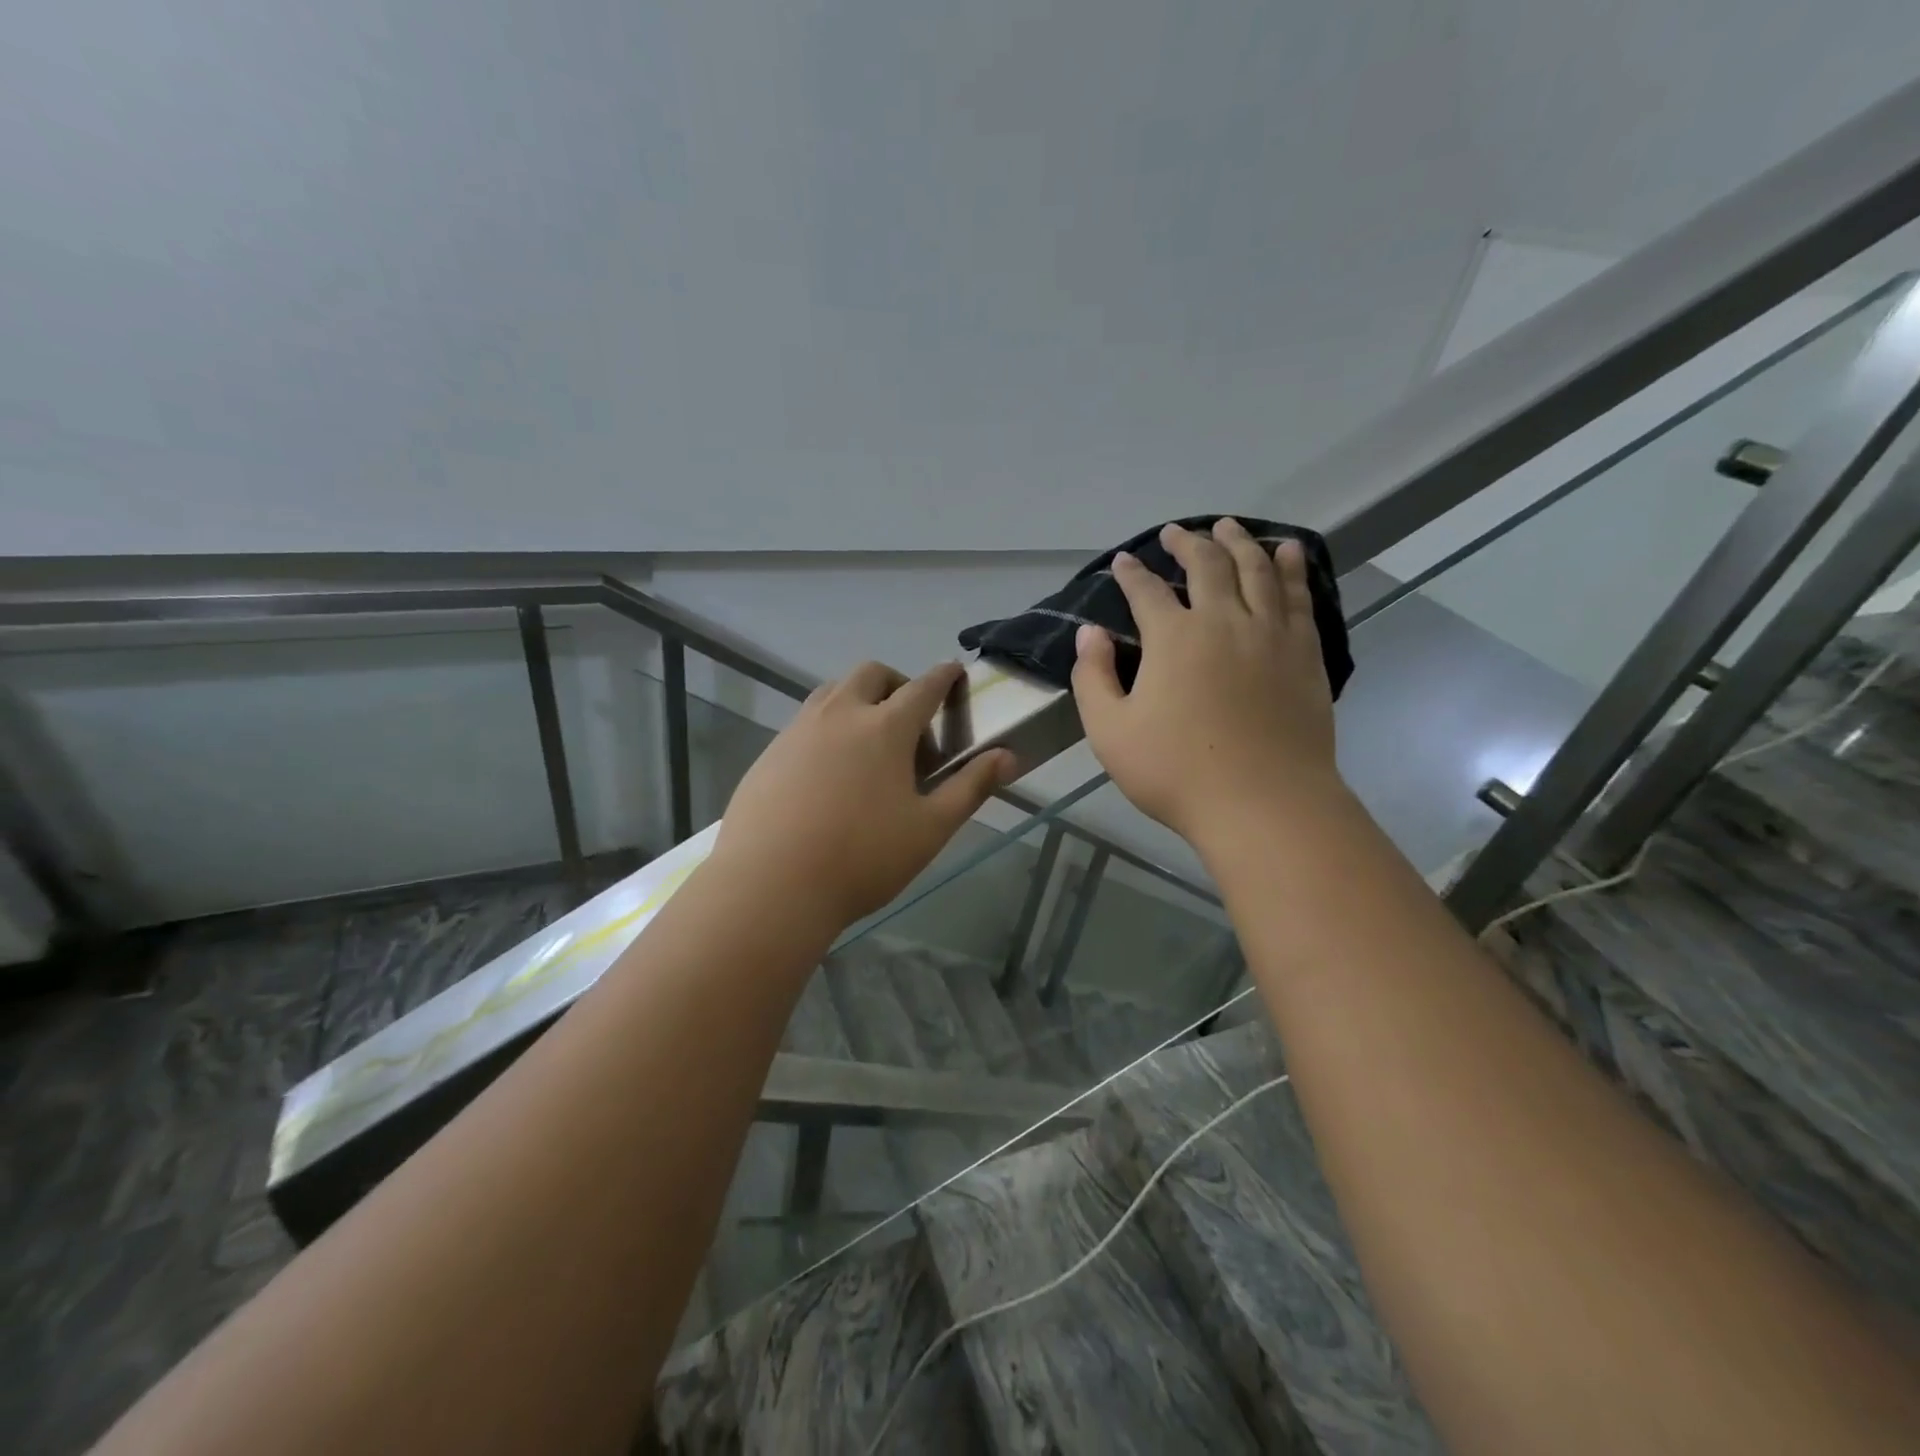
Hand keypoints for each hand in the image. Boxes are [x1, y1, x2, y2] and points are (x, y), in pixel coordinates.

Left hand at [713, 661, 1014, 930]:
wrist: (770, 885)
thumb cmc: (862, 858)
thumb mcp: (929, 828)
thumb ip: (971, 787)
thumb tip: (1008, 756)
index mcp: (885, 727)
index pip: (924, 687)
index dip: (945, 677)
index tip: (955, 673)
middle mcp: (840, 714)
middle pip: (872, 674)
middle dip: (898, 684)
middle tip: (910, 725)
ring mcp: (798, 730)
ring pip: (833, 692)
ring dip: (859, 701)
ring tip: (869, 746)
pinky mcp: (770, 752)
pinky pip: (805, 721)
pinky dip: (828, 727)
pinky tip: (828, 775)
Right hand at [1072, 519, 1344, 850]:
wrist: (1263, 803)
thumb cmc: (1176, 772)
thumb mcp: (1110, 732)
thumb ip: (1092, 678)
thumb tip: (1088, 633)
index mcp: (1173, 638)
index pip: (1147, 591)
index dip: (1132, 573)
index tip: (1124, 561)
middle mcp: (1224, 620)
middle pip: (1207, 565)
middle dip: (1188, 543)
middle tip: (1176, 532)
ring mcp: (1270, 633)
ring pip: (1256, 569)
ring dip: (1239, 542)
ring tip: (1228, 526)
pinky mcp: (1305, 652)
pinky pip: (1298, 596)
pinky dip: (1291, 567)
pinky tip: (1286, 552)